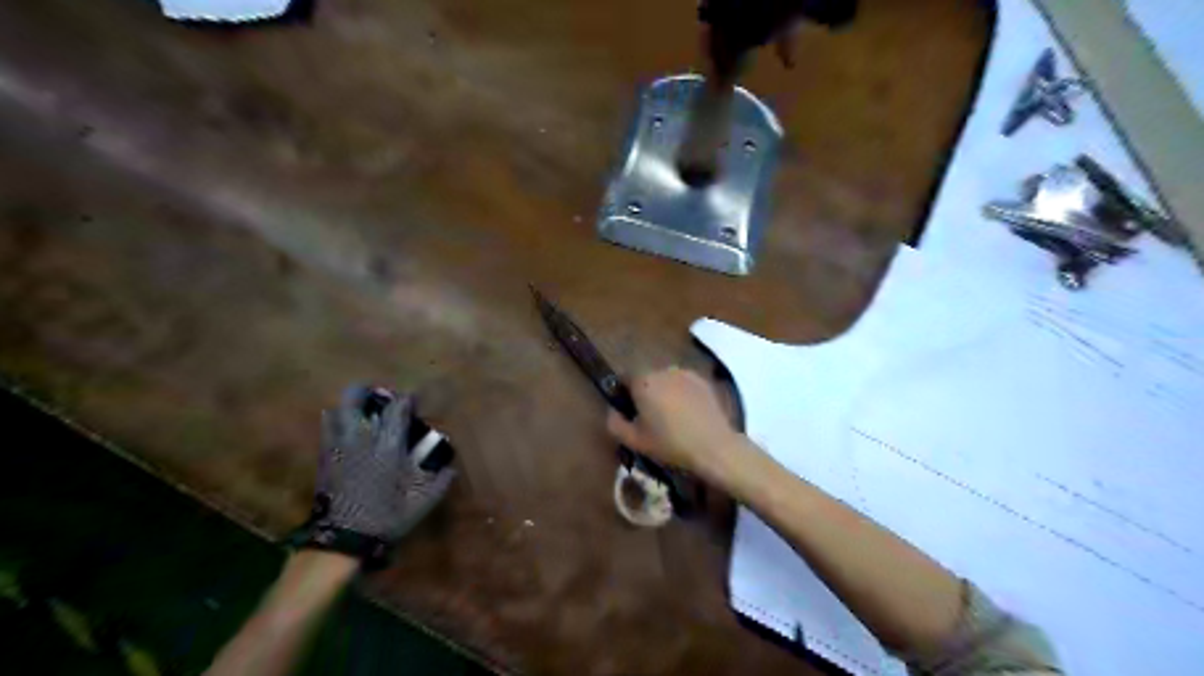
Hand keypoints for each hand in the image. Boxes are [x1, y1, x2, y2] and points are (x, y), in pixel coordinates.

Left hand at [311, 388, 454, 546]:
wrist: (342, 540)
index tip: (414, 399)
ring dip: (350, 405)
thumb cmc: (385, 518)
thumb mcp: (422, 502)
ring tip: (362, 411)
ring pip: (337, 410)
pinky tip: (347, 430)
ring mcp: (338, 446)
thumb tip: (451, 466)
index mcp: (388, 446)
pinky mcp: (324, 457)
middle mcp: (361, 439)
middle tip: (381, 397)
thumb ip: (439, 480)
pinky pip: (326, 428)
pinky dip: (336, 421)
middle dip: (368, 391)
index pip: (397, 409)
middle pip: (356, 398)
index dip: (407, 399)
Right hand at [607, 368, 738, 475]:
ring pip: (666, 380)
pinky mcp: (703, 381)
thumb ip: (615, 423)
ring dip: (664, 393)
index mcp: (643, 381)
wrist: (714, 447)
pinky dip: (682, 394)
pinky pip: (684, 384)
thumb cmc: (670, 444)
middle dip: (645, 393)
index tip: (629, 412)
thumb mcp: (635, 441)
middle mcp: (663, 370)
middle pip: (646, 378)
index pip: (624, 378)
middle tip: (650, 418)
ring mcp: (685, 373)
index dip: (624, 394)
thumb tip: (612, 411)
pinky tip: (688, 415)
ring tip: (672, 417)